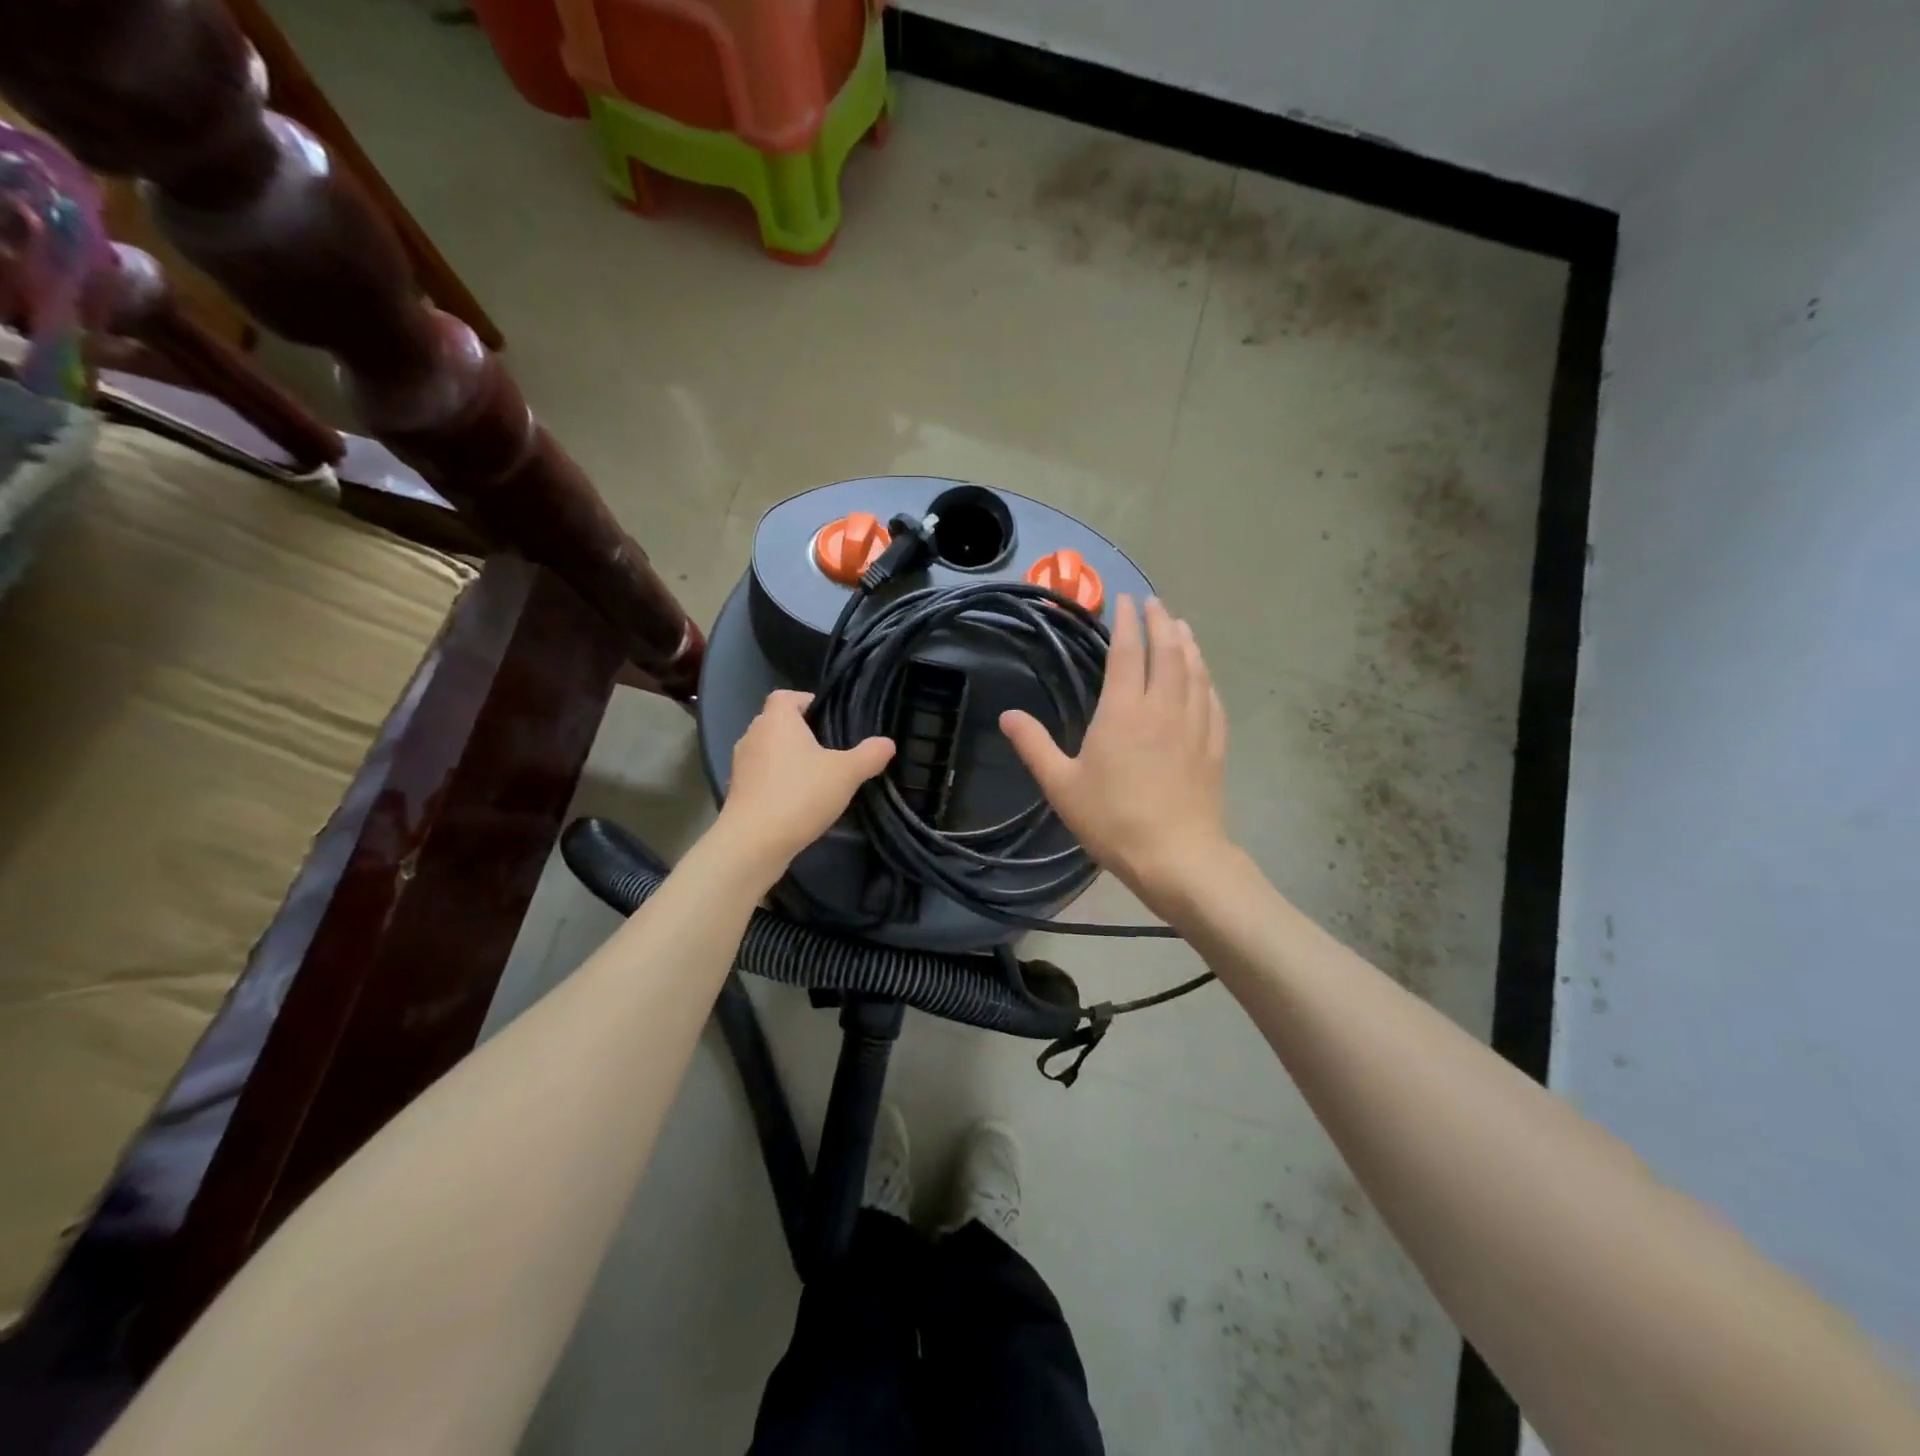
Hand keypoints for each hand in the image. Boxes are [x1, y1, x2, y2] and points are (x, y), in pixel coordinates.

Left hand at [715, 690, 894, 876]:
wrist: (753, 842)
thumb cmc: (800, 794)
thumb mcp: (846, 773)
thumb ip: (870, 755)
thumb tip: (888, 743)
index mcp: (777, 720)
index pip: (786, 696)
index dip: (806, 701)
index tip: (828, 718)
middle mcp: (753, 734)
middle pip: (777, 722)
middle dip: (800, 732)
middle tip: (829, 748)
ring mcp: (741, 764)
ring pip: (768, 750)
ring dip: (787, 758)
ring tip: (815, 775)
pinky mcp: (737, 791)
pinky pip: (761, 776)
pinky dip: (777, 781)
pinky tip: (797, 800)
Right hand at [1000, 595, 1230, 913]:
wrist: (1177, 857)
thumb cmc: (1113, 820)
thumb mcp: (1061, 785)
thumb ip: (1034, 746)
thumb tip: (1007, 715)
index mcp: (1124, 711)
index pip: (1127, 652)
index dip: (1126, 622)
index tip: (1125, 599)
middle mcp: (1163, 707)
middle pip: (1167, 652)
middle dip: (1160, 622)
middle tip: (1154, 604)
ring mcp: (1195, 725)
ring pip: (1194, 671)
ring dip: (1187, 644)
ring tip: (1181, 627)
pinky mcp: (1214, 746)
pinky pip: (1212, 699)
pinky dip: (1206, 678)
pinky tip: (1203, 677)